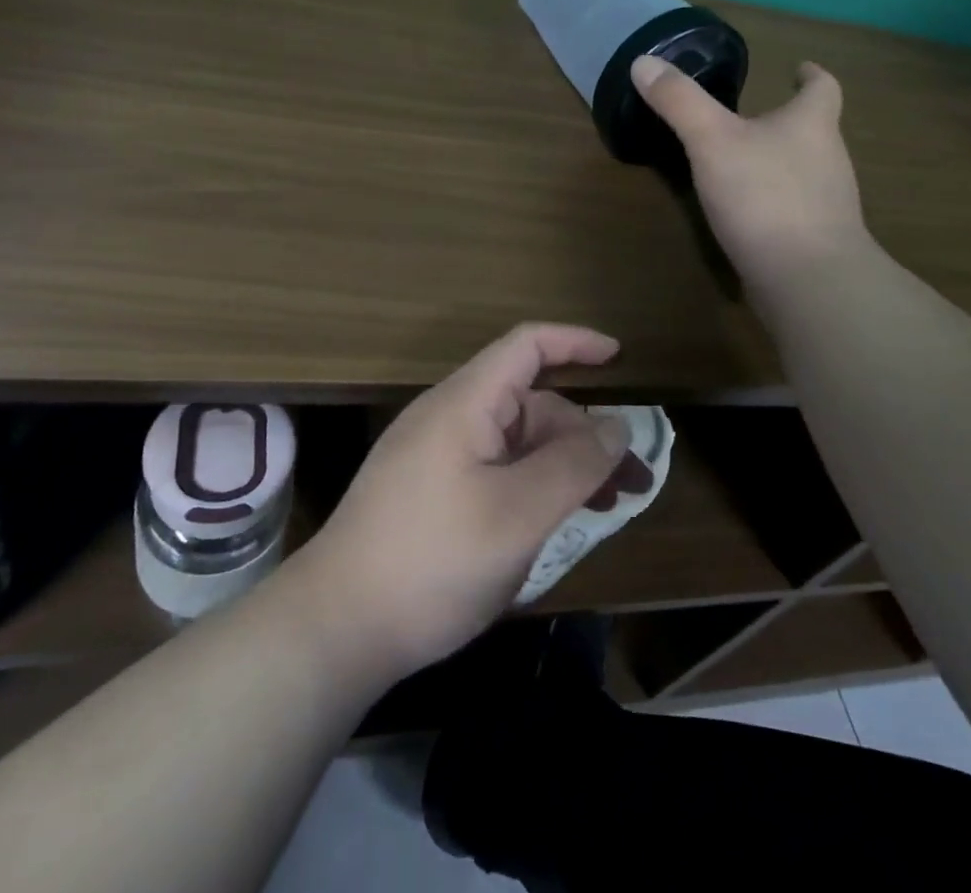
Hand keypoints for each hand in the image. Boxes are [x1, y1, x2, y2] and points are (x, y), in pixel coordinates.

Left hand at [292, 324, 633, 684]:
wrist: (335, 628)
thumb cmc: (432, 560)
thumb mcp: (518, 514)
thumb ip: (574, 464)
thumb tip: (617, 425)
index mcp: (465, 403)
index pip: (526, 346)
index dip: (575, 342)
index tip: (620, 359)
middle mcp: (450, 418)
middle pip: (531, 404)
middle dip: (586, 433)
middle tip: (634, 482)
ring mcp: (437, 456)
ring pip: (517, 443)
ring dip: (564, 465)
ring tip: (610, 506)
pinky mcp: (431, 493)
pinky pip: (496, 471)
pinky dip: (534, 486)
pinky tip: (556, 521)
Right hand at [631, 55, 867, 282]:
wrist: (808, 279)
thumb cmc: (764, 196)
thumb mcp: (711, 141)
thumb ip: (679, 102)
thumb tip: (644, 61)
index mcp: (811, 124)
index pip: (823, 87)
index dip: (811, 76)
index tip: (798, 69)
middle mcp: (829, 159)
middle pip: (815, 129)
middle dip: (787, 120)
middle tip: (751, 116)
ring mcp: (828, 203)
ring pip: (805, 170)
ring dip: (779, 162)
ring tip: (742, 162)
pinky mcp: (817, 240)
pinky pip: (795, 209)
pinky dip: (774, 202)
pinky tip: (746, 214)